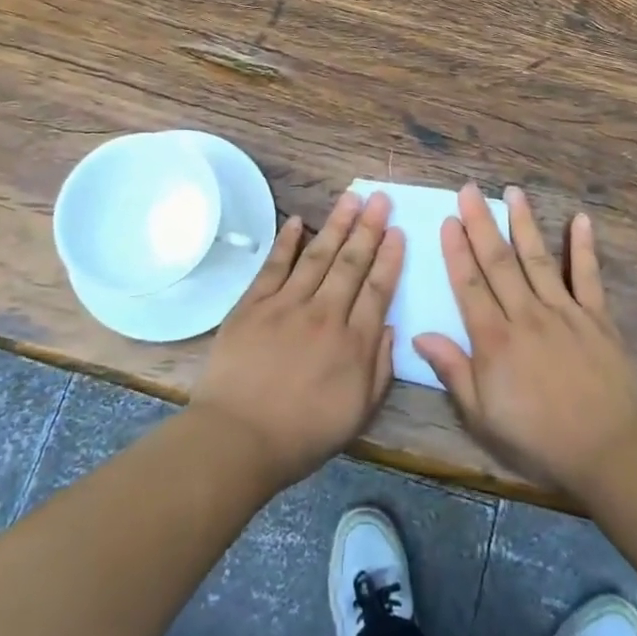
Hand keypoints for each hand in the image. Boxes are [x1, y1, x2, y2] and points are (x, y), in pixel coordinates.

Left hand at [191, 189, 402, 491]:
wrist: (238, 438)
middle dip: (368, 228)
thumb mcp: (358, 412)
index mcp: (354, 343)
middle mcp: (324, 314)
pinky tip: (297, 220)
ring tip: (350, 197)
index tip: (398, 231)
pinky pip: (274, 265)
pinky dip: (286, 241)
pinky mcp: (253, 304)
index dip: (390, 258)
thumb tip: (391, 327)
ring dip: (336, 224)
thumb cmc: (302, 434)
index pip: (378, 289)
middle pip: (351, 263)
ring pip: (317, 255)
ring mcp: (286, 305)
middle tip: (380, 198)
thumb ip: (380, 368)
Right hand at [415, 185, 636, 496]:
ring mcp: (564, 312)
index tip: (448, 219)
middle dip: (481, 223)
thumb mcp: (482, 416)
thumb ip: (453, 371)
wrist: (607, 450)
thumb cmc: (537, 438)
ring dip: (523, 223)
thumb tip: (419, 335)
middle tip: (469, 189)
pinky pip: (588, 276)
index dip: (456, 250)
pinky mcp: (597, 318)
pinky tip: (580, 219)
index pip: (469, 285)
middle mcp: (526, 315)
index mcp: (495, 340)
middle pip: (499, 262)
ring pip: (538, 259)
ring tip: (512, 192)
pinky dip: (584, 247)